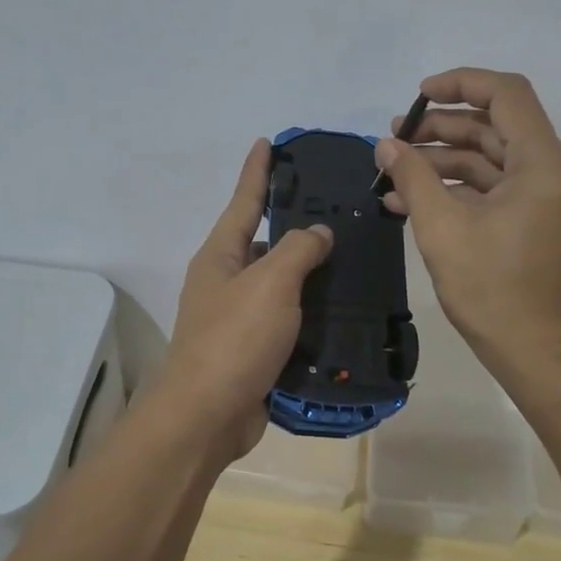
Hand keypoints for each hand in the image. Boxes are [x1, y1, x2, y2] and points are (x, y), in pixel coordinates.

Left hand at [154, 139, 334, 459]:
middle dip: (296, 226)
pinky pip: (288, 321)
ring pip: (281, 285)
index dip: (257, 171)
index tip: (268, 142)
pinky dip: (312, 314)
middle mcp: (226, 281)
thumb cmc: (234, 340)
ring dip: (310, 274)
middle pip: (265, 243)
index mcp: (221, 256)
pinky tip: (344, 310)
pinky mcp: (254, 351)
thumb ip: (298, 250)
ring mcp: (238, 318)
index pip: (244, 201)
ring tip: (354, 259)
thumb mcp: (270, 284)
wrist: (207, 417)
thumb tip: (317, 232)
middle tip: (339, 211)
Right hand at [375, 68, 560, 378]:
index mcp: (545, 166)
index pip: (507, 95)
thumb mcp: (442, 228)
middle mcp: (557, 172)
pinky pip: (496, 187)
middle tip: (394, 139)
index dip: (461, 84)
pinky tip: (411, 199)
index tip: (418, 96)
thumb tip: (387, 144)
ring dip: (443, 160)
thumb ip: (413, 176)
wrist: (536, 352)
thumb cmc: (491, 291)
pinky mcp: (539, 217)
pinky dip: (458, 188)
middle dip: (441, 128)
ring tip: (393, 170)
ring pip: (492, 158)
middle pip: (495, 127)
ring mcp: (550, 196)